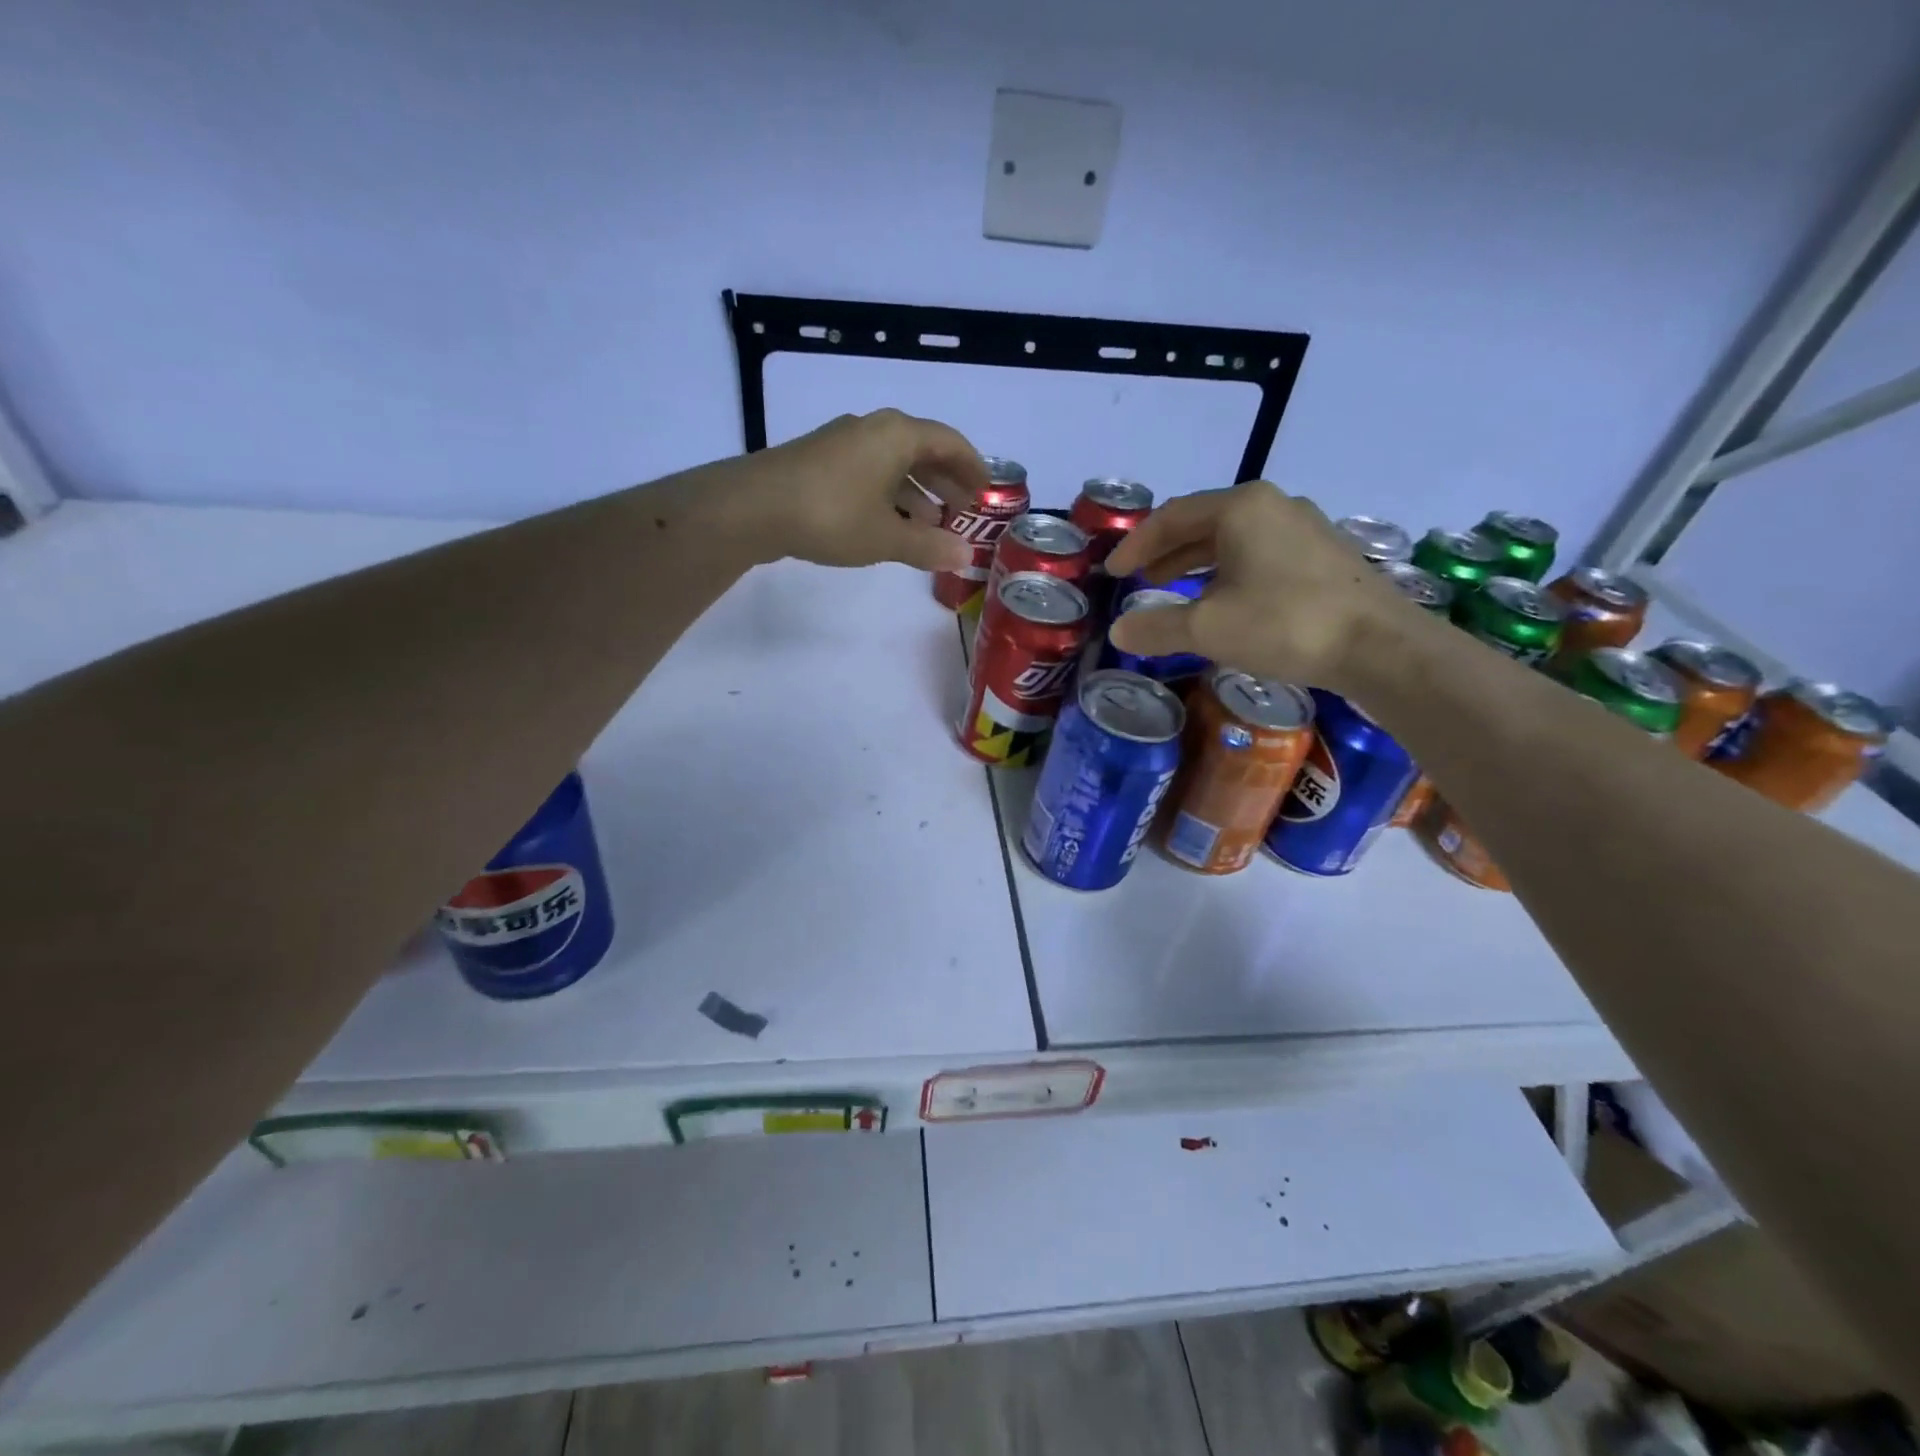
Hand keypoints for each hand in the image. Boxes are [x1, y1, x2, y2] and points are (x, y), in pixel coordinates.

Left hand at [731, 409, 985, 570]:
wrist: (752, 507)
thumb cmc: (831, 515)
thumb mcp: (887, 537)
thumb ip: (929, 546)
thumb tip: (966, 556)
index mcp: (897, 435)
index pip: (949, 442)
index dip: (973, 468)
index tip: (986, 493)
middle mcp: (872, 428)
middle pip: (922, 449)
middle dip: (945, 481)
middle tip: (962, 510)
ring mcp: (842, 442)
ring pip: (893, 462)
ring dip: (916, 490)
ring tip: (929, 523)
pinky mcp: (819, 461)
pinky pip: (869, 471)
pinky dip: (888, 493)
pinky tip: (887, 521)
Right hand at [1103, 480, 1410, 689]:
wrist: (1380, 646)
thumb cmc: (1284, 624)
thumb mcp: (1208, 629)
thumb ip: (1157, 627)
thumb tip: (1119, 631)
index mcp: (1240, 508)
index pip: (1172, 517)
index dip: (1136, 544)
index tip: (1113, 572)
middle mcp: (1272, 506)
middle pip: (1203, 522)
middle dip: (1166, 551)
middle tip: (1139, 578)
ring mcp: (1303, 528)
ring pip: (1234, 538)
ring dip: (1197, 562)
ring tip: (1173, 589)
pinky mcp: (1324, 555)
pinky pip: (1260, 553)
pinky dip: (1228, 571)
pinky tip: (1225, 600)